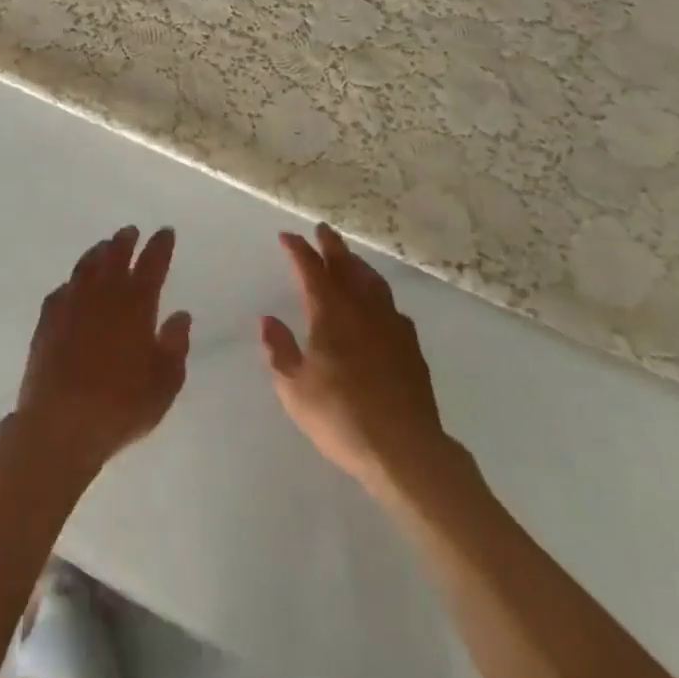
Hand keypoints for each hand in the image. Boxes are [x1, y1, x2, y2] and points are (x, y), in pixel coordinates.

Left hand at [14, 226, 191, 479]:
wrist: (60, 424)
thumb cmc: (121, 405)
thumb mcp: (164, 383)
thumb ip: (175, 345)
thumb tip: (180, 315)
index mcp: (136, 304)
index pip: (152, 264)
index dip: (160, 246)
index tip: (165, 232)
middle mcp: (103, 295)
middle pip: (115, 256)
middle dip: (125, 241)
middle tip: (131, 231)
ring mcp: (71, 305)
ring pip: (86, 267)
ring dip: (97, 254)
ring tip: (104, 247)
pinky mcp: (47, 322)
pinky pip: (61, 291)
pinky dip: (72, 283)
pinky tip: (72, 286)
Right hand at [260, 224, 453, 501]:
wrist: (405, 448)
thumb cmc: (341, 417)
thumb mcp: (295, 389)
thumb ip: (280, 350)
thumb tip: (268, 320)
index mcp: (330, 313)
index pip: (311, 269)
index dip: (298, 250)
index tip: (287, 236)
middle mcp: (361, 309)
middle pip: (346, 265)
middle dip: (331, 245)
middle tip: (322, 230)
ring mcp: (391, 325)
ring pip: (373, 281)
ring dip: (357, 264)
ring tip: (350, 258)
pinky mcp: (410, 346)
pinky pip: (392, 307)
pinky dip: (379, 295)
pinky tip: (379, 305)